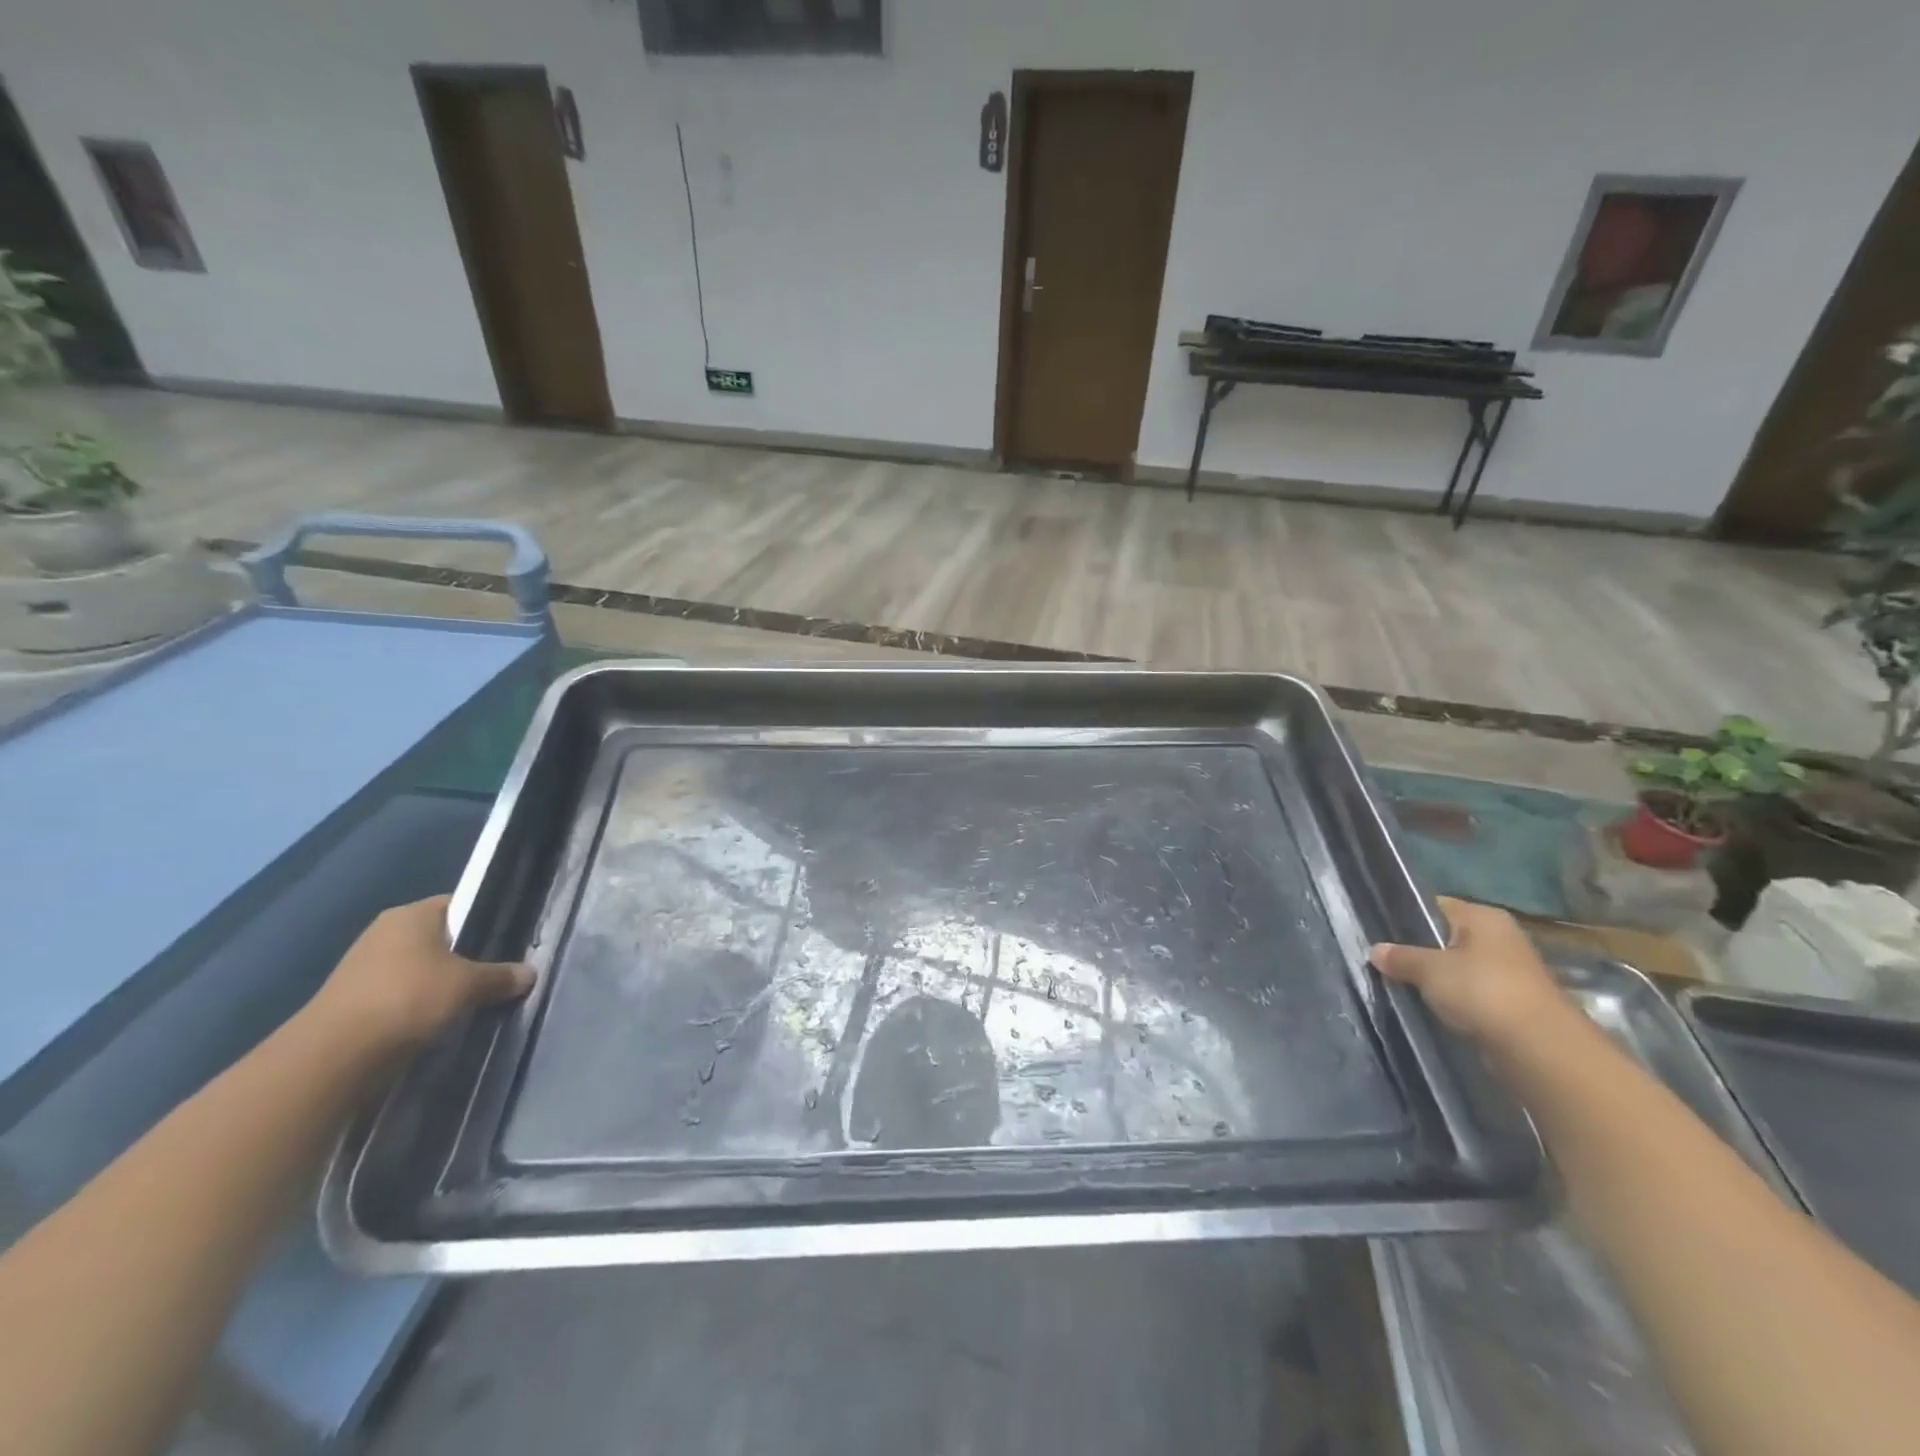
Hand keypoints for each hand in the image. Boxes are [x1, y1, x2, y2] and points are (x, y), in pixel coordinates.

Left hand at [307, 895, 532, 1052]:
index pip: (460, 905)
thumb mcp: (468, 985)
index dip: (486, 920)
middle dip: (467, 956)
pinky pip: (401, 993)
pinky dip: (420, 1004)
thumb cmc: (408, 998)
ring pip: (421, 968)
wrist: (334, 1055)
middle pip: (441, 938)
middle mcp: (386, 932)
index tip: (509, 941)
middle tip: (496, 974)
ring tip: (471, 1000)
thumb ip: (501, 976)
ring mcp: (365, 966)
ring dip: (442, 984)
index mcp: (412, 915)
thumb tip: (530, 973)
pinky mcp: (354, 1000)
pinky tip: (439, 1020)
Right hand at [1370, 897, 1571, 1049]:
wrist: (1539, 1048)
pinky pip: (1472, 995)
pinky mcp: (1513, 1005)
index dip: (1408, 916)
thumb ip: (1400, 957)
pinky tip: (1430, 1009)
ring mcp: (1510, 973)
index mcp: (1483, 917)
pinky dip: (1454, 1002)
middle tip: (1385, 961)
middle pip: (1447, 938)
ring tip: (1401, 986)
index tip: (1380, 932)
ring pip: (1459, 969)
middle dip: (1420, 951)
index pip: (1436, 906)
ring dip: (1437, 980)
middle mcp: (1500, 938)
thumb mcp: (1429, 969)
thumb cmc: (1482, 991)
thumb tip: (1374, 950)